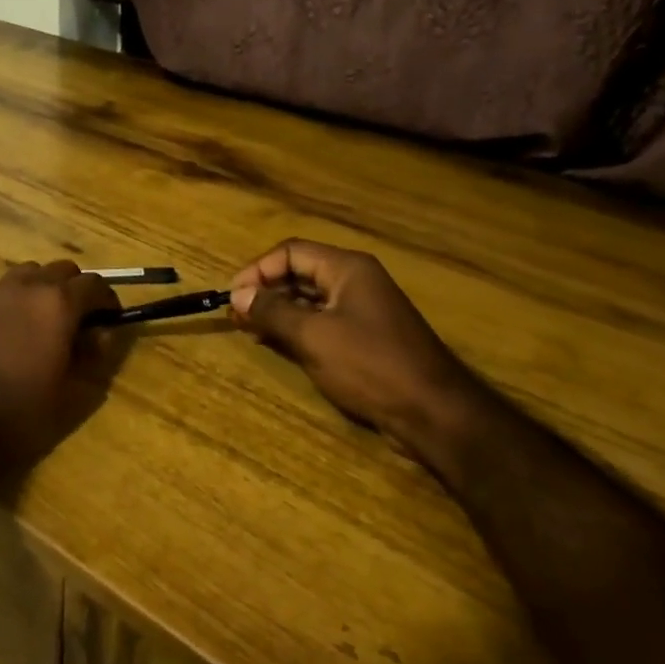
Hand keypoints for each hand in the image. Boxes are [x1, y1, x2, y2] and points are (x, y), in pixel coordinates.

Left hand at [0, 261, 122, 476]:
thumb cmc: (21, 411)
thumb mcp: (72, 392)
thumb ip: (92, 356)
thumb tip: (100, 335)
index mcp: (58, 303)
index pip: (95, 285)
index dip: (109, 301)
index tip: (112, 320)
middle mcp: (28, 286)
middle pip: (63, 270)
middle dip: (77, 289)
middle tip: (82, 319)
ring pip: (31, 273)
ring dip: (45, 287)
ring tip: (48, 319)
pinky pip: (5, 288)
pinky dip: (19, 297)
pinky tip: (17, 328)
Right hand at [230, 239, 477, 452]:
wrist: (432, 411)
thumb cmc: (370, 365)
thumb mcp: (313, 336)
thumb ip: (272, 312)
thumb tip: (238, 296)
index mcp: (347, 269)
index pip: (290, 252)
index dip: (257, 270)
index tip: (232, 297)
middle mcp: (355, 281)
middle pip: (299, 273)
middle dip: (265, 291)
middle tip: (236, 316)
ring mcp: (362, 310)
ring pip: (309, 299)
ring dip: (278, 311)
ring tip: (249, 330)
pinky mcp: (364, 338)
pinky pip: (322, 322)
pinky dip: (296, 328)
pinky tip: (276, 344)